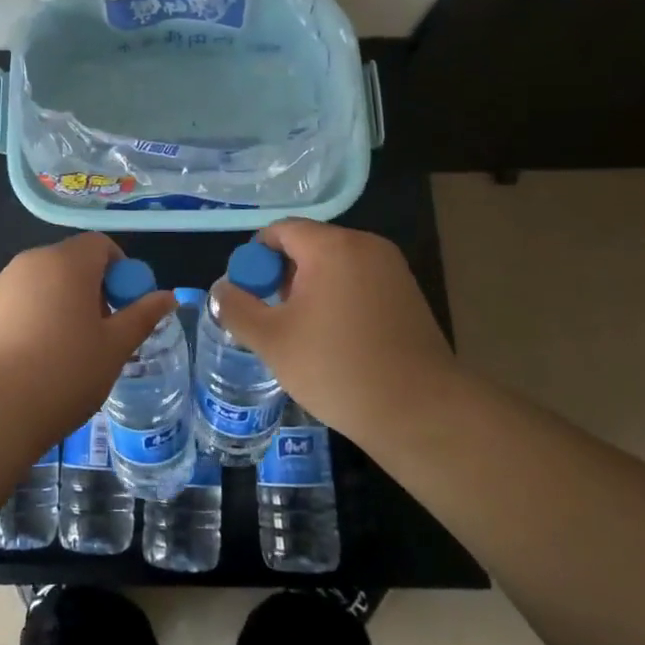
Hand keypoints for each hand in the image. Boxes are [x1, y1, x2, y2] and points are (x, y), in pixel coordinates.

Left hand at [0, 233, 176, 441]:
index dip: (121, 271)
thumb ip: (143, 316)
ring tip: (70, 351)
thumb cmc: (64, 373)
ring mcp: (2, 284)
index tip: (126, 308)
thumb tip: (168, 296)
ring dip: (65, 303)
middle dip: (94, 289)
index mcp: (67, 262)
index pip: (101, 245)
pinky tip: (38, 359)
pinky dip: (37, 317)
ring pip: (46, 283)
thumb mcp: (115, 347)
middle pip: (72, 262)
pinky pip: (22, 301)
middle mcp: (32, 261)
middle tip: (103, 333)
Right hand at [207, 220, 455, 446]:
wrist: (422, 413)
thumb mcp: (272, 340)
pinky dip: (338, 300)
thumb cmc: (338, 369)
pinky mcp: (408, 295)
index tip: (248, 296)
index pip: (280, 230)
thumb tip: (221, 289)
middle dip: (282, 276)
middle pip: (308, 245)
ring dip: (309, 290)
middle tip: (272, 319)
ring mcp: (392, 269)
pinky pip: (359, 283)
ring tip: (301, 334)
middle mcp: (365, 245)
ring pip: (334, 266)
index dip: (255, 259)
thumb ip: (236, 308)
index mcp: (332, 246)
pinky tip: (335, 341)